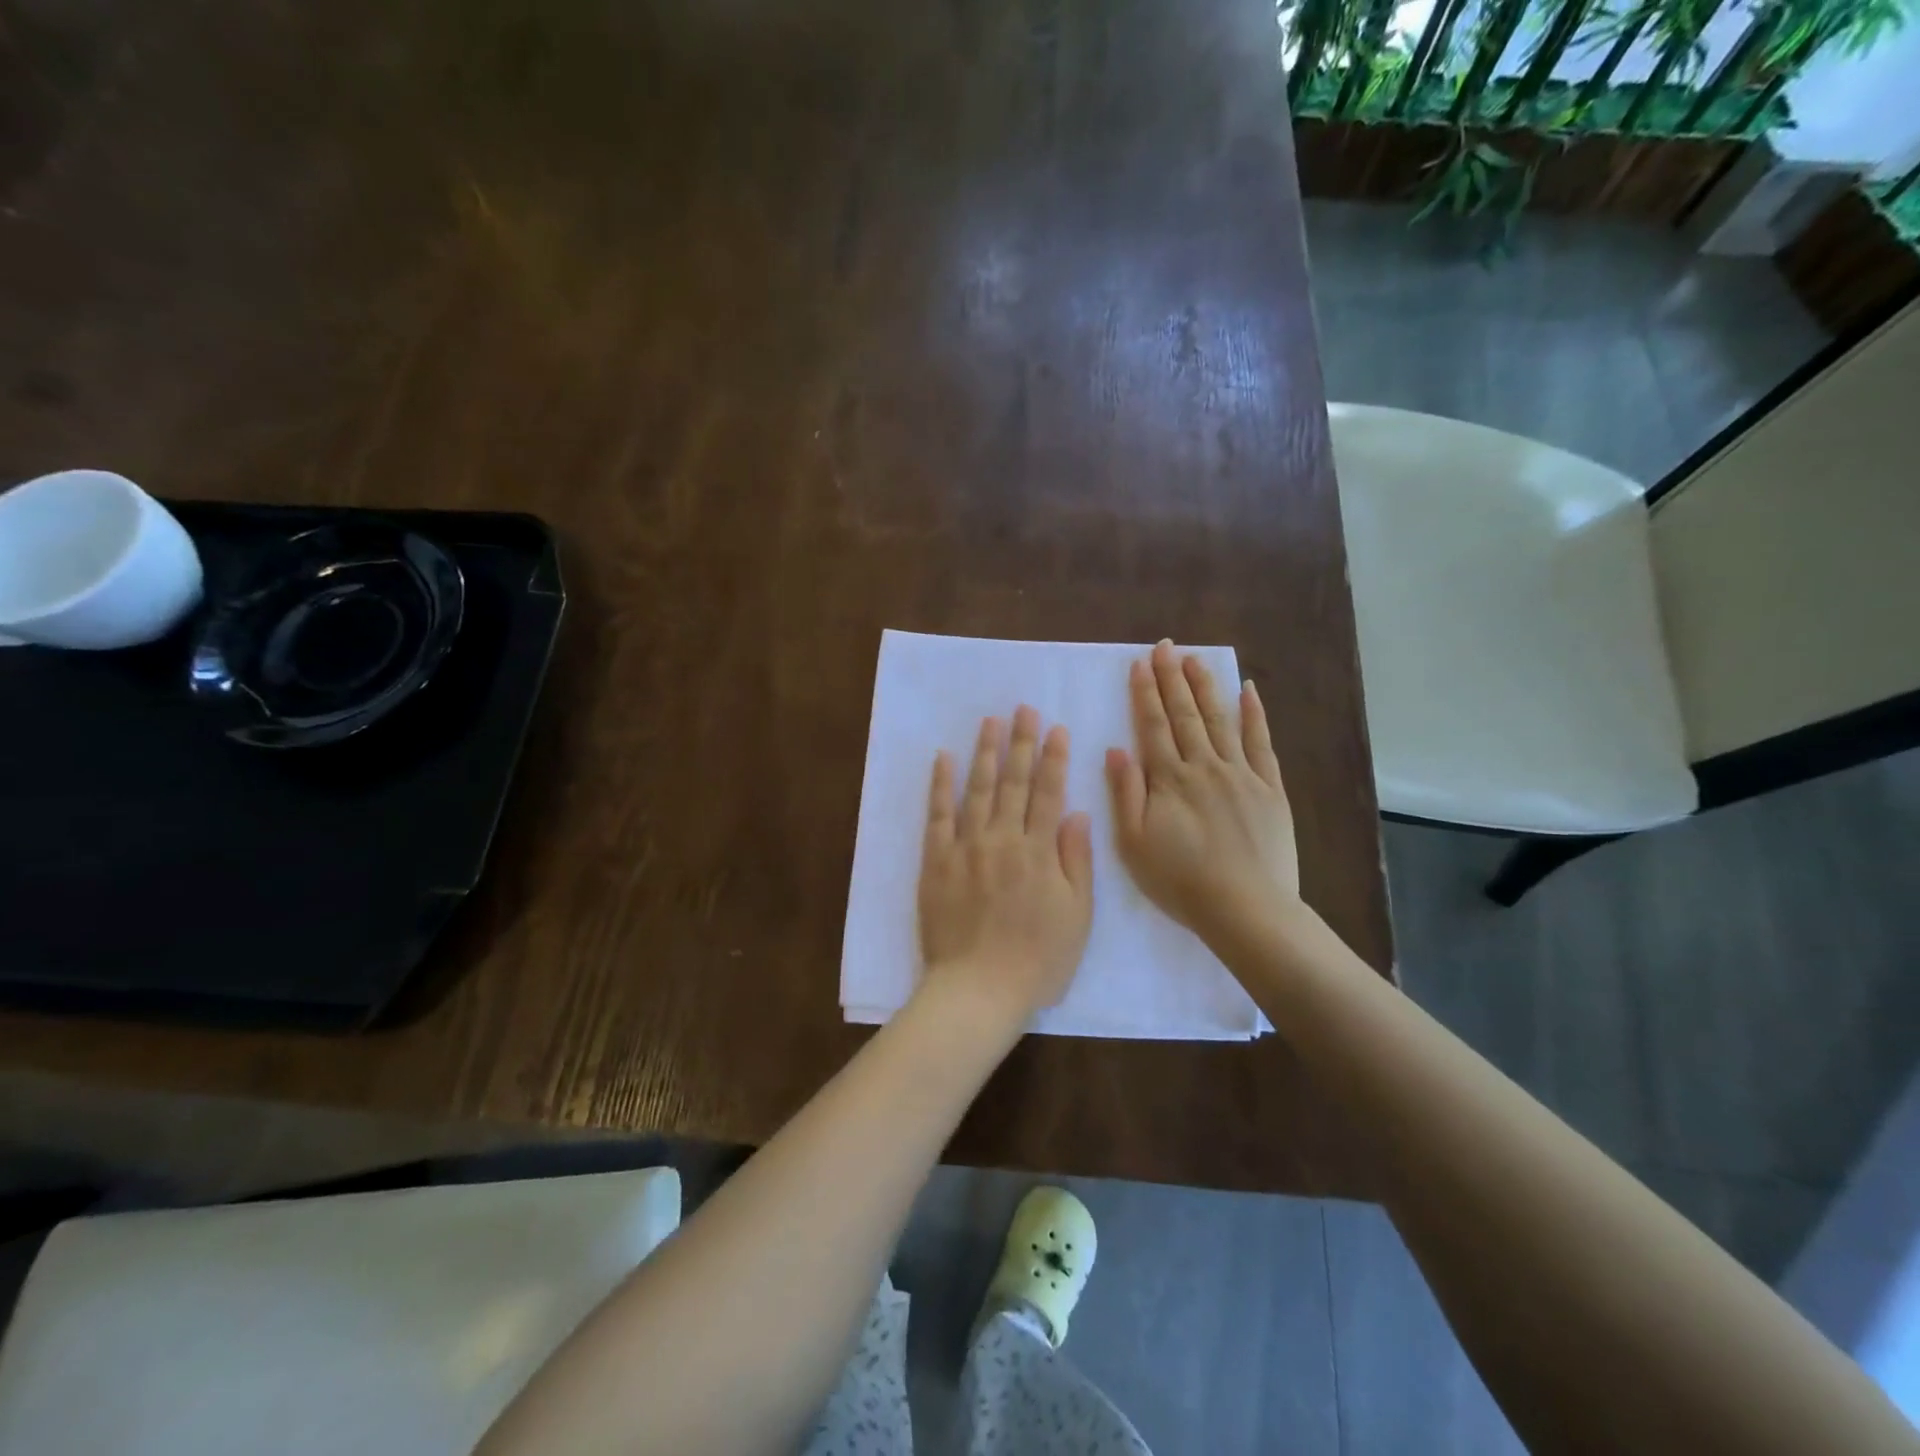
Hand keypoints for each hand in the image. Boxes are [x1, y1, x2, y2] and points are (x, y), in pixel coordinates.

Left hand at [917, 706, 1094, 1025]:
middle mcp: (1002, 839)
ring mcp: (966, 847)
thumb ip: (1077, 861)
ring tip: (991, 722)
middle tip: (1023, 710)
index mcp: (1039, 852)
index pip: (1049, 793)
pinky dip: (940, 785)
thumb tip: (1077, 813)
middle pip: (1014, 782)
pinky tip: (943, 758)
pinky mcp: (936, 861)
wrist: (977, 989)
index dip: (1054, 758)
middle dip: (1021, 743)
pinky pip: (937, 815)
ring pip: (978, 789)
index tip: (1057, 728)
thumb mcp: (1077, 917)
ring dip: (986, 753)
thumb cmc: (1037, 959)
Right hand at [1105, 639, 1301, 946]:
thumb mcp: (1134, 843)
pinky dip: (1254, 715)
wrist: (1245, 908)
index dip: (1145, 692)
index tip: (1140, 664)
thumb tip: (1117, 750)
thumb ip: (1125, 794)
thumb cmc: (1180, 881)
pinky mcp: (1270, 788)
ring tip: (1195, 659)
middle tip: (1165, 646)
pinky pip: (1261, 743)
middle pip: (1185, 714)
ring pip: (1220, 719)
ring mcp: (1241, 774)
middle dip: (1172, 678)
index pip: (1152, 725)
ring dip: (1205, 687)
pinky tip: (1248, 691)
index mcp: (1169, 779)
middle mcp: (1204, 766)